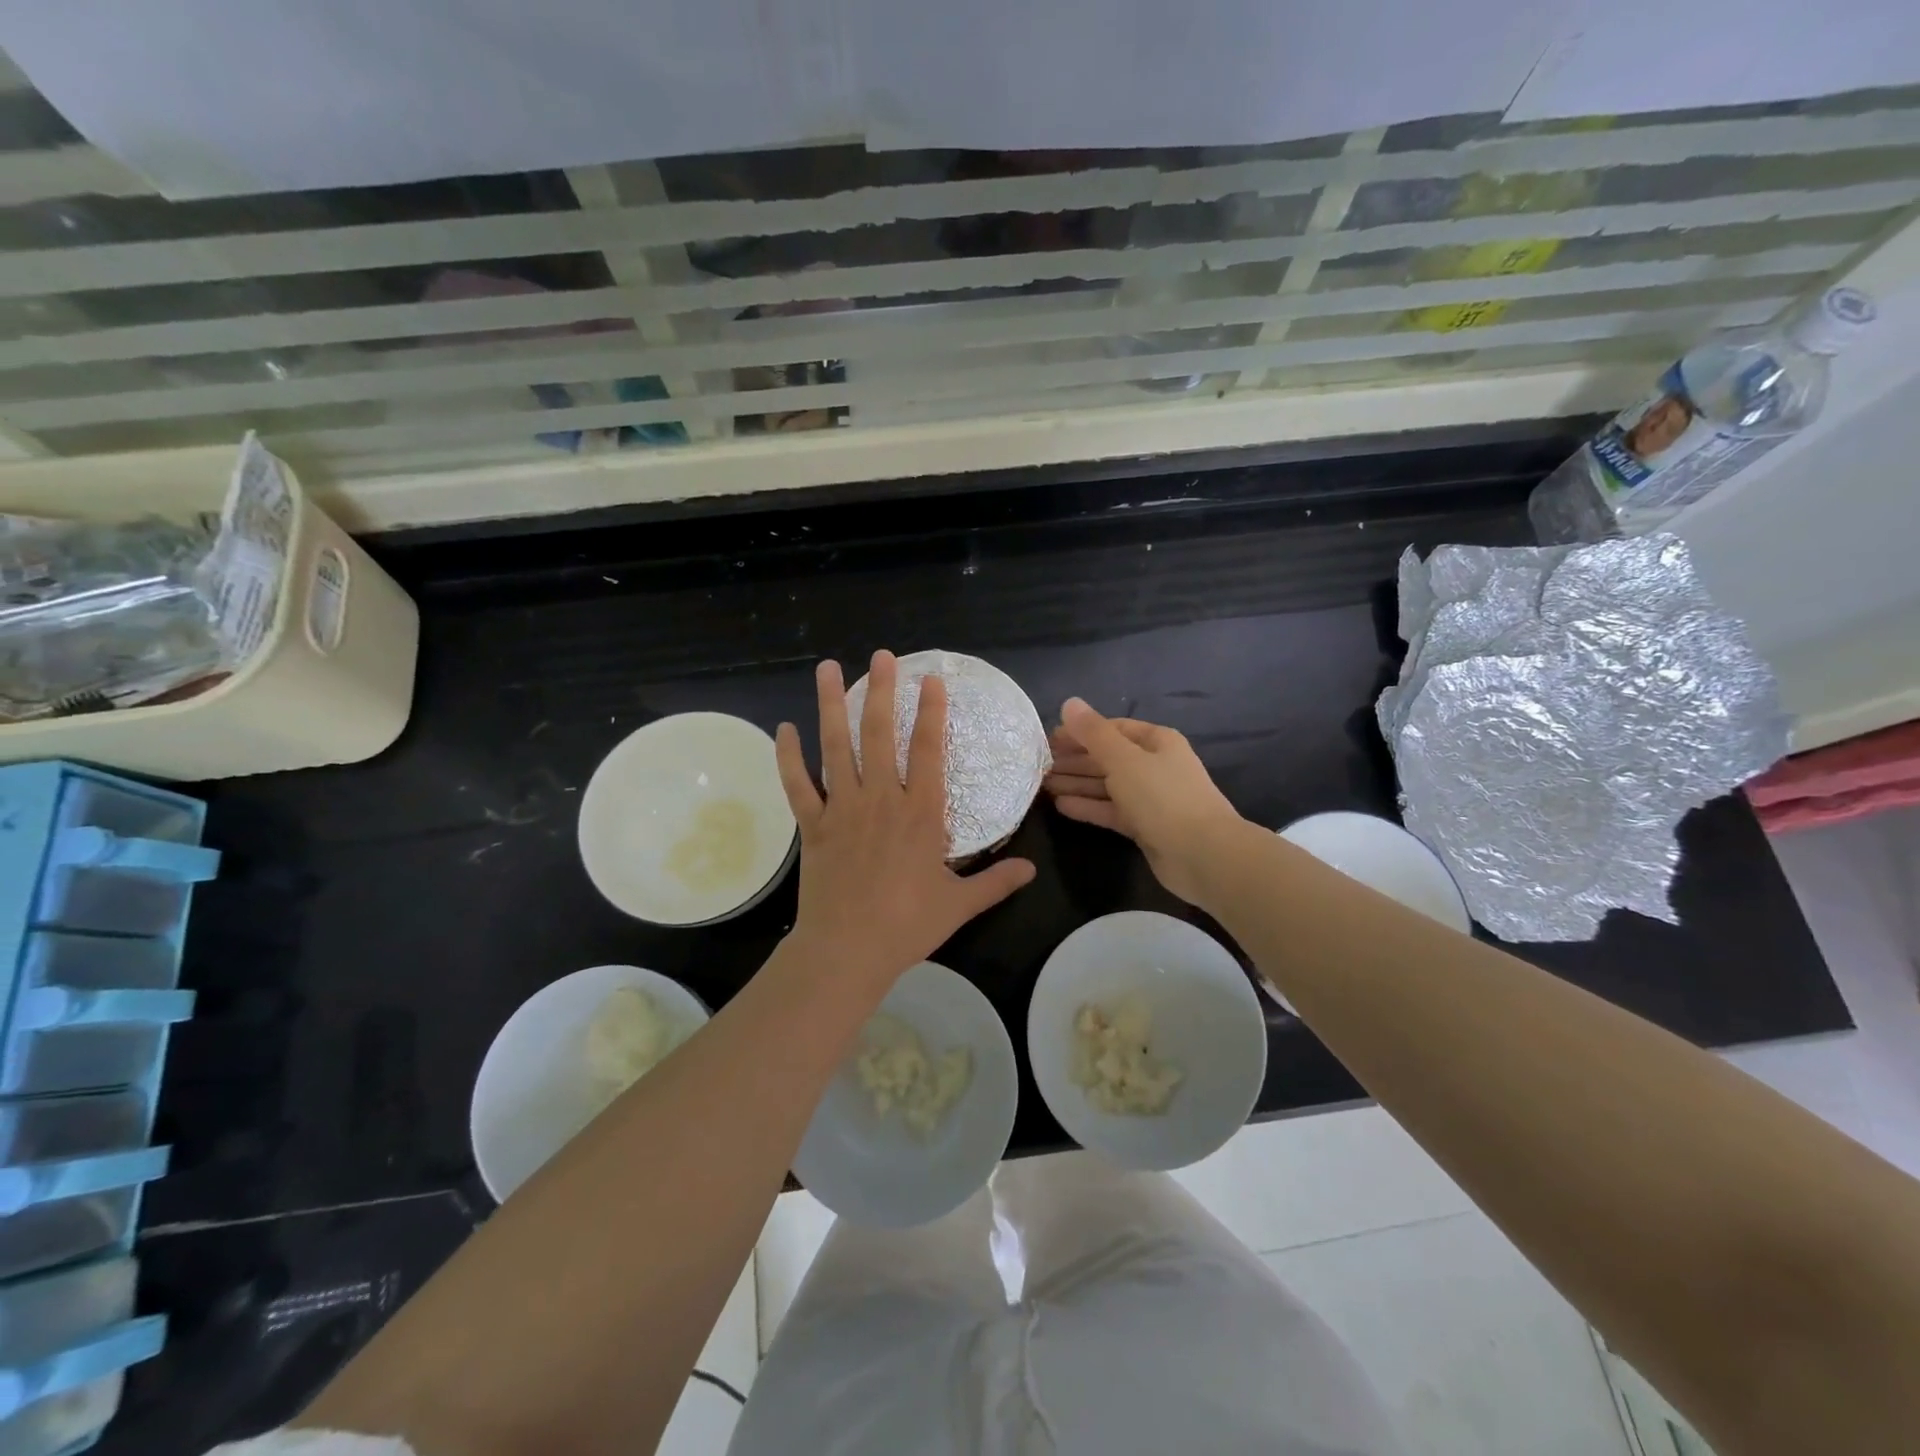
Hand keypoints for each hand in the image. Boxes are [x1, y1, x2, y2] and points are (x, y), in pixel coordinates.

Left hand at [775, 652, 1036, 984]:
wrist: (849, 950)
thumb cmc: (907, 925)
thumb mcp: (959, 904)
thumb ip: (996, 882)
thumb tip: (1030, 869)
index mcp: (920, 813)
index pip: (928, 749)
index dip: (930, 711)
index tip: (930, 678)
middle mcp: (881, 799)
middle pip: (880, 734)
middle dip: (882, 691)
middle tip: (882, 657)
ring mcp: (843, 809)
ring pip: (836, 747)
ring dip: (833, 705)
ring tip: (828, 668)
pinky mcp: (813, 826)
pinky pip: (797, 785)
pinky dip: (789, 757)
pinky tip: (784, 729)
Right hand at [1044, 698, 1244, 903]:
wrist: (1202, 854)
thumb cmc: (1163, 797)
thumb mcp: (1123, 759)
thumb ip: (1093, 733)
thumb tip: (1069, 702)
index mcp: (1157, 741)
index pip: (1113, 729)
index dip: (1081, 732)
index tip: (1049, 739)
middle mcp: (1155, 766)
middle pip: (1108, 757)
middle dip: (1075, 760)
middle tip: (1039, 764)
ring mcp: (1151, 798)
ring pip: (1107, 785)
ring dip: (1077, 783)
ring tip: (1042, 785)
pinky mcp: (1145, 826)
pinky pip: (1111, 810)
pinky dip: (1088, 807)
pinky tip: (1061, 806)